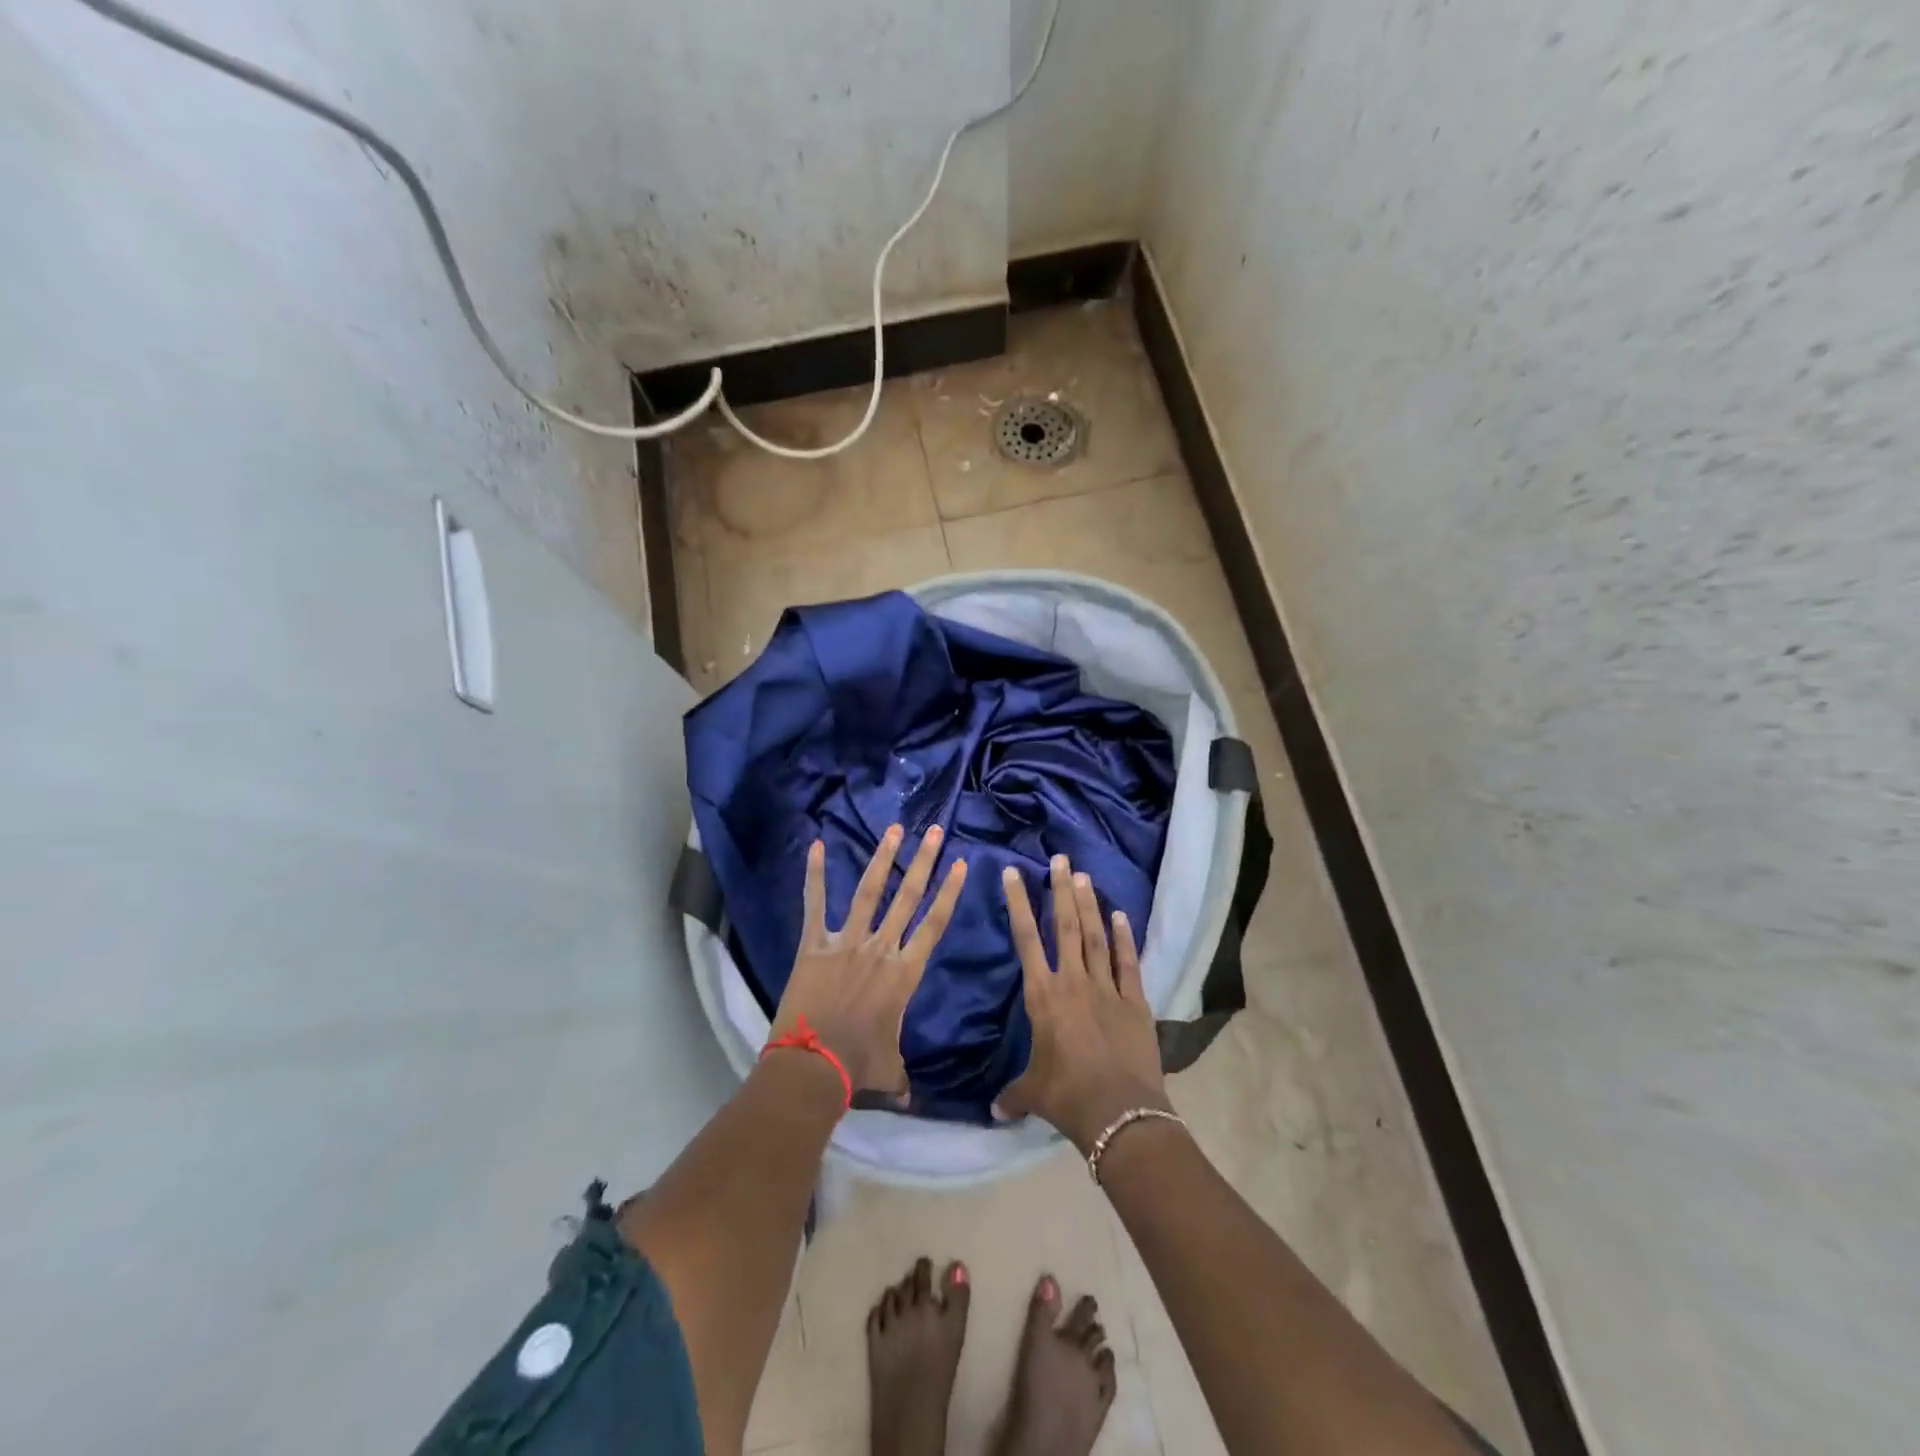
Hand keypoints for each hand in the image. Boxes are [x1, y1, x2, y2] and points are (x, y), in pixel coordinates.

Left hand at [770, 825, 966, 1097]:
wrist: (813, 1065)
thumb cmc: (858, 1067)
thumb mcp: (889, 1069)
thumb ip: (901, 1076)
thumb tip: (909, 1100)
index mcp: (904, 973)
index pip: (935, 924)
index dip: (950, 893)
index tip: (961, 864)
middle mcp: (881, 948)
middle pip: (909, 897)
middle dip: (925, 862)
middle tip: (936, 831)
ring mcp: (847, 942)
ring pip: (870, 892)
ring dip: (884, 858)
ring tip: (895, 829)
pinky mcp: (815, 944)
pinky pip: (815, 904)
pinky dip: (814, 875)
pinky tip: (816, 845)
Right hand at [994, 855, 1171, 1152]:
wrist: (1119, 1113)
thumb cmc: (1067, 1097)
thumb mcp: (1033, 1094)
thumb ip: (1013, 1094)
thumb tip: (993, 1111)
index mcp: (1042, 995)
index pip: (1026, 939)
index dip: (1018, 903)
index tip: (1014, 873)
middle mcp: (1073, 981)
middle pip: (1066, 926)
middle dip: (1061, 890)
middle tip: (1061, 860)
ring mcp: (1106, 988)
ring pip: (1096, 936)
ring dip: (1089, 905)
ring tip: (1084, 876)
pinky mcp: (1134, 1001)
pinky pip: (1127, 962)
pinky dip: (1124, 938)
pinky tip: (1120, 915)